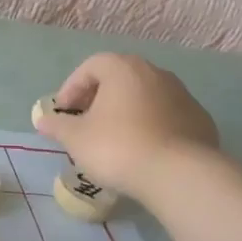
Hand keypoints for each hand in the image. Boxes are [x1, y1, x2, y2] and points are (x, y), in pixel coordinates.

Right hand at [36, 53, 219, 200]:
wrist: (178, 174)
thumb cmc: (118, 148)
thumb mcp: (76, 139)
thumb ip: (57, 125)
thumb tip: (42, 119)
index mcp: (123, 69)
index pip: (91, 66)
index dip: (72, 87)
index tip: (63, 111)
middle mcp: (155, 73)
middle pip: (120, 78)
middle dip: (100, 97)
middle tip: (86, 122)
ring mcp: (182, 95)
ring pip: (146, 97)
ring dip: (127, 111)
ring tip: (115, 139)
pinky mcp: (199, 119)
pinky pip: (167, 116)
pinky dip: (151, 126)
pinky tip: (144, 150)